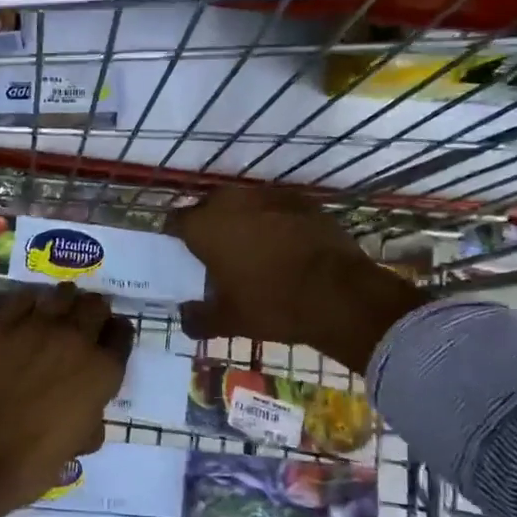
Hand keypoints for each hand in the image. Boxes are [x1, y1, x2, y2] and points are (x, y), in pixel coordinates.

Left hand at [0, 284, 132, 516]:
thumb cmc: (33, 463)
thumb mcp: (78, 444)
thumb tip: (87, 407)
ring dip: (64, 302)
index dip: (116, 335)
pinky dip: (29, 303)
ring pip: (62, 295)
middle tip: (84, 323)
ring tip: (56, 314)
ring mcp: (37, 327)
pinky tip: (25, 315)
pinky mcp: (2, 326)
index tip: (108, 340)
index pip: (122, 333)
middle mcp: (76, 339)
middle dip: (94, 312)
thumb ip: (91, 415)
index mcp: (102, 371)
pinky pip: (22, 298)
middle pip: (95, 305)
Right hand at [165, 187, 422, 373]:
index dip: (178, 237)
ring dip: (243, 220)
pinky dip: (274, 220)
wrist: (340, 294)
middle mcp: (231, 201)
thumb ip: (198, 318)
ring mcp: (268, 195)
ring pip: (244, 203)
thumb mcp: (229, 322)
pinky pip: (276, 206)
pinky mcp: (301, 199)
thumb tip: (185, 316)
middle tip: (218, 254)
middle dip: (210, 225)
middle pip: (209, 207)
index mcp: (205, 226)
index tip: (184, 254)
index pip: (176, 222)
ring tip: (253, 248)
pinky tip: (285, 244)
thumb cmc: (273, 305)